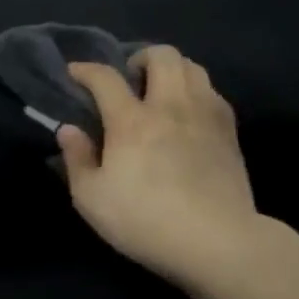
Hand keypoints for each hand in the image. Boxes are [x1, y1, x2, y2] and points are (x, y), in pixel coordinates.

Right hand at [57, 46, 264, 286]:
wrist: (218, 242)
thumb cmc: (146, 222)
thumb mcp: (92, 200)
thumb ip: (77, 160)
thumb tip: (68, 129)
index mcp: (132, 121)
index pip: (105, 77)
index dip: (86, 69)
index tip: (76, 72)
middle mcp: (170, 106)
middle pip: (161, 55)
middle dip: (140, 57)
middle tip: (130, 80)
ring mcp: (205, 115)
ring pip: (192, 67)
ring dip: (172, 70)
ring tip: (161, 91)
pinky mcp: (229, 131)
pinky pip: (213, 92)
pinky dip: (196, 91)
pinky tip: (189, 113)